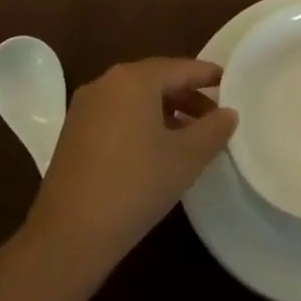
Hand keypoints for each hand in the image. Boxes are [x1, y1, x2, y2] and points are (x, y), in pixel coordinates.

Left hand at [27, 58, 236, 272]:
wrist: (70, 233)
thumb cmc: (136, 184)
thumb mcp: (186, 157)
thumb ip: (213, 130)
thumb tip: (228, 113)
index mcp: (133, 79)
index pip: (179, 67)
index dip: (207, 75)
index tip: (230, 83)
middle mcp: (105, 83)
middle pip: (155, 80)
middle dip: (187, 95)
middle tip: (214, 116)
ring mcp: (85, 108)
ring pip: (135, 98)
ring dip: (165, 111)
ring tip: (190, 136)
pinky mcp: (74, 133)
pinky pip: (117, 115)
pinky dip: (141, 122)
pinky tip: (157, 150)